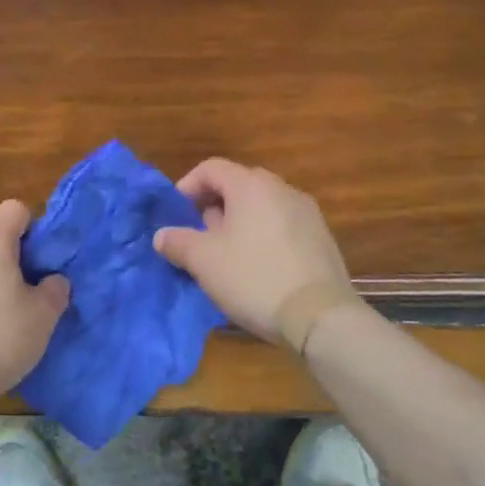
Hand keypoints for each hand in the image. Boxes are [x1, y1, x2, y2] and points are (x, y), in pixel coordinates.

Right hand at [153, 158, 352, 343]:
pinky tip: (257, 265)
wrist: (320, 317)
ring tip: (226, 253)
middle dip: (214, 204)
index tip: (176, 214)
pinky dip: (263, 234)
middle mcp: (282, 189)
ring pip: (262, 205)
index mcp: (251, 186)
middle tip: (199, 234)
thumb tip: (162, 235)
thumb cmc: (253, 278)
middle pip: (239, 184)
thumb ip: (177, 242)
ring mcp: (307, 213)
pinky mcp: (322, 238)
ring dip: (239, 220)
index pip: (212, 168)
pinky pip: (282, 224)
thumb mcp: (203, 261)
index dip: (188, 186)